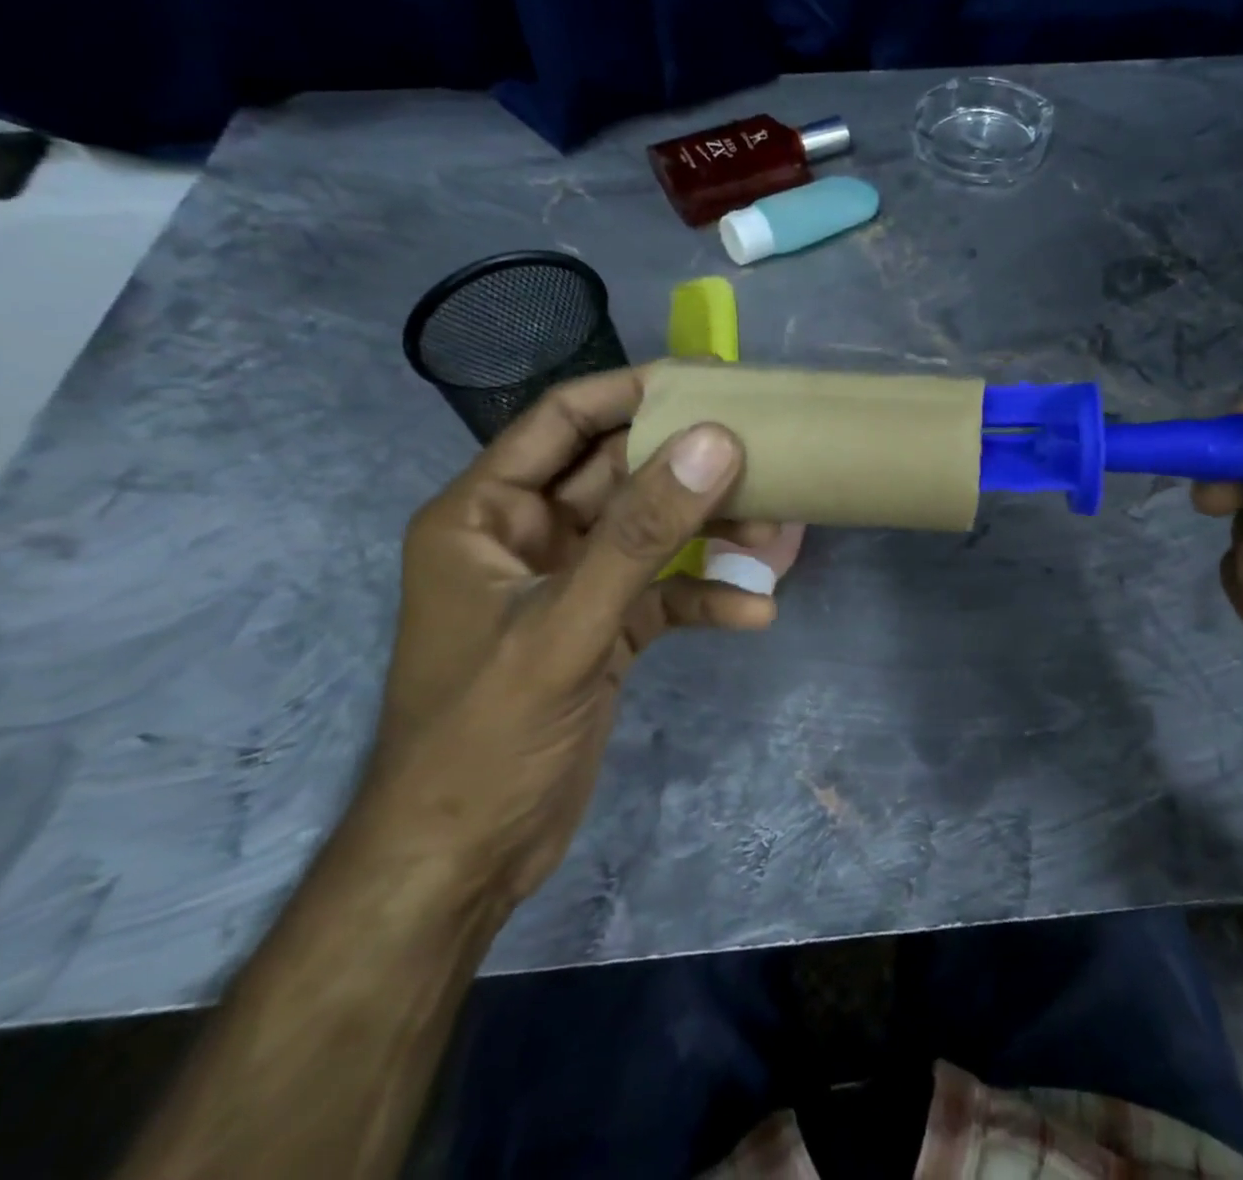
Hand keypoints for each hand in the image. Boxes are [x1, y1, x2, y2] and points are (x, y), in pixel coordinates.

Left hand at [357, 367, 775, 907]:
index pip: (562, 422)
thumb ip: (643, 535)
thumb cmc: (484, 737)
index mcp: (486, 514)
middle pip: (622, 476)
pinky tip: (755, 610)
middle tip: (767, 455)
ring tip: (778, 536)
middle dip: (692, 472)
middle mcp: (529, 537)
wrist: (464, 863)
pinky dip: (705, 596)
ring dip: (711, 534)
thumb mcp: (566, 628)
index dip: (631, 392)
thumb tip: (716, 443)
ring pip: (652, 534)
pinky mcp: (603, 630)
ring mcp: (571, 584)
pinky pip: (663, 593)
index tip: (708, 378)